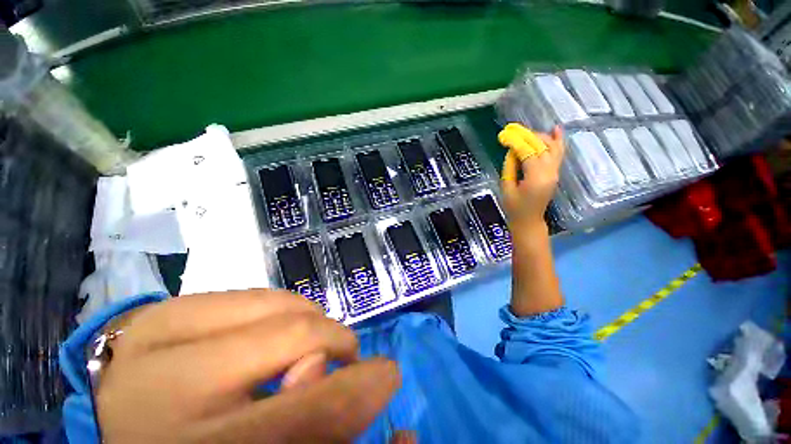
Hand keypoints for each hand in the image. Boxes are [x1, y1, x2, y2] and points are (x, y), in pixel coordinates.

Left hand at [94, 290, 399, 442]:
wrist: (121, 422)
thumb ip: (310, 423)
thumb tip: (336, 372)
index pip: (304, 416)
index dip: (360, 390)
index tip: (388, 374)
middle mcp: (165, 394)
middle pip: (293, 340)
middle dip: (336, 342)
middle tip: (342, 357)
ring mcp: (156, 338)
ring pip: (279, 306)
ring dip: (311, 323)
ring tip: (305, 344)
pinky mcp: (163, 309)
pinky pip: (256, 294)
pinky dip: (283, 309)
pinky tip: (274, 330)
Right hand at [498, 124, 564, 229]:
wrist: (529, 220)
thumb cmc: (514, 207)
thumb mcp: (506, 188)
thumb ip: (509, 167)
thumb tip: (511, 150)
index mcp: (535, 178)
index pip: (527, 152)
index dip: (515, 142)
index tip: (503, 135)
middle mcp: (549, 172)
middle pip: (540, 146)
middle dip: (525, 136)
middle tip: (511, 130)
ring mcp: (555, 172)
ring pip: (551, 147)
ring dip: (538, 137)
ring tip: (524, 132)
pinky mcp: (555, 173)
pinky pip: (559, 153)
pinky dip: (558, 140)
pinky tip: (556, 129)